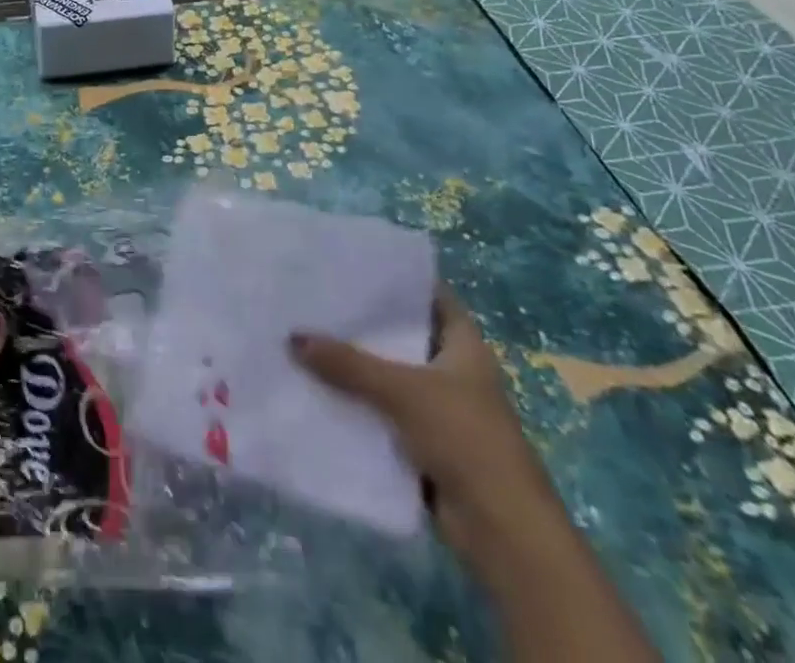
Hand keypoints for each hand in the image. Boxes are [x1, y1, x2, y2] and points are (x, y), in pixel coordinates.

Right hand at [289, 286, 558, 573]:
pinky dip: (356, 405)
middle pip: (402, 335)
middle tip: (314, 298)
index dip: (396, 278)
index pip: (428, 295)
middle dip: (363, 322)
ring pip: (388, 375)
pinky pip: (381, 413)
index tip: (352, 264)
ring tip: (304, 337)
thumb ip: (348, 364)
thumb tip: (292, 337)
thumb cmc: (465, 439)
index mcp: (463, 345)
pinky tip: (316, 389)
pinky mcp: (423, 443)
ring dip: (354, 366)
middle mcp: (451, 370)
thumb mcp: (403, 390)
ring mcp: (438, 408)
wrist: (502, 531)